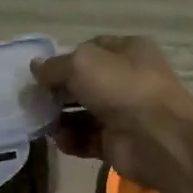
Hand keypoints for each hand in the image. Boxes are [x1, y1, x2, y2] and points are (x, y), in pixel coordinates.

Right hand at [33, 36, 192, 191]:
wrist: (157, 138)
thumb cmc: (122, 88)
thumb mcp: (81, 64)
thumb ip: (54, 66)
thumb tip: (35, 67)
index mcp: (128, 51)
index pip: (91, 49)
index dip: (65, 58)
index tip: (42, 73)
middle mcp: (128, 80)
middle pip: (84, 83)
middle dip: (58, 92)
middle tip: (36, 101)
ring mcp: (124, 113)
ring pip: (83, 113)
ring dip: (61, 118)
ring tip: (44, 124)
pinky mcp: (118, 142)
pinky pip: (87, 139)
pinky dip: (72, 140)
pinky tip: (61, 140)